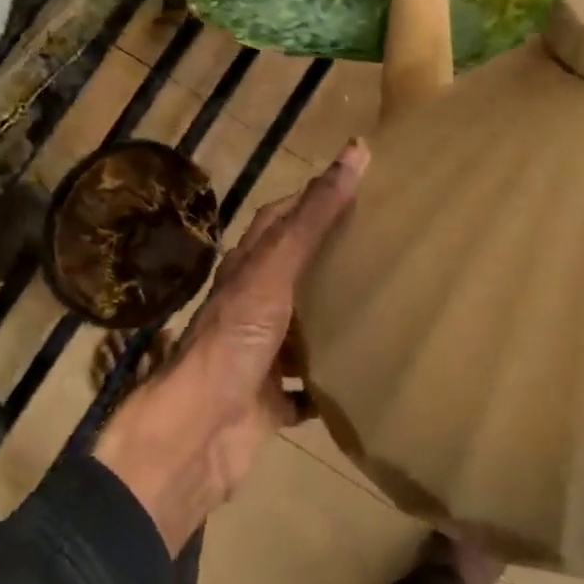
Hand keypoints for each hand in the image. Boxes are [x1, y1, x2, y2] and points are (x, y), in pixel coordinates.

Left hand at [94, 141, 367, 553]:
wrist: (198, 432)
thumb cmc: (235, 338)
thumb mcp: (275, 269)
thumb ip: (314, 217)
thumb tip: (355, 152)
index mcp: (248, 267)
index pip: (281, 218)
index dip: (314, 198)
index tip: (360, 188)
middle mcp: (251, 303)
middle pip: (294, 269)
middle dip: (332, 255)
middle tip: (385, 245)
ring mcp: (260, 352)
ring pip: (302, 326)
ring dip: (332, 316)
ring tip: (384, 303)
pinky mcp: (270, 400)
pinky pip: (306, 386)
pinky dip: (329, 380)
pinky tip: (364, 376)